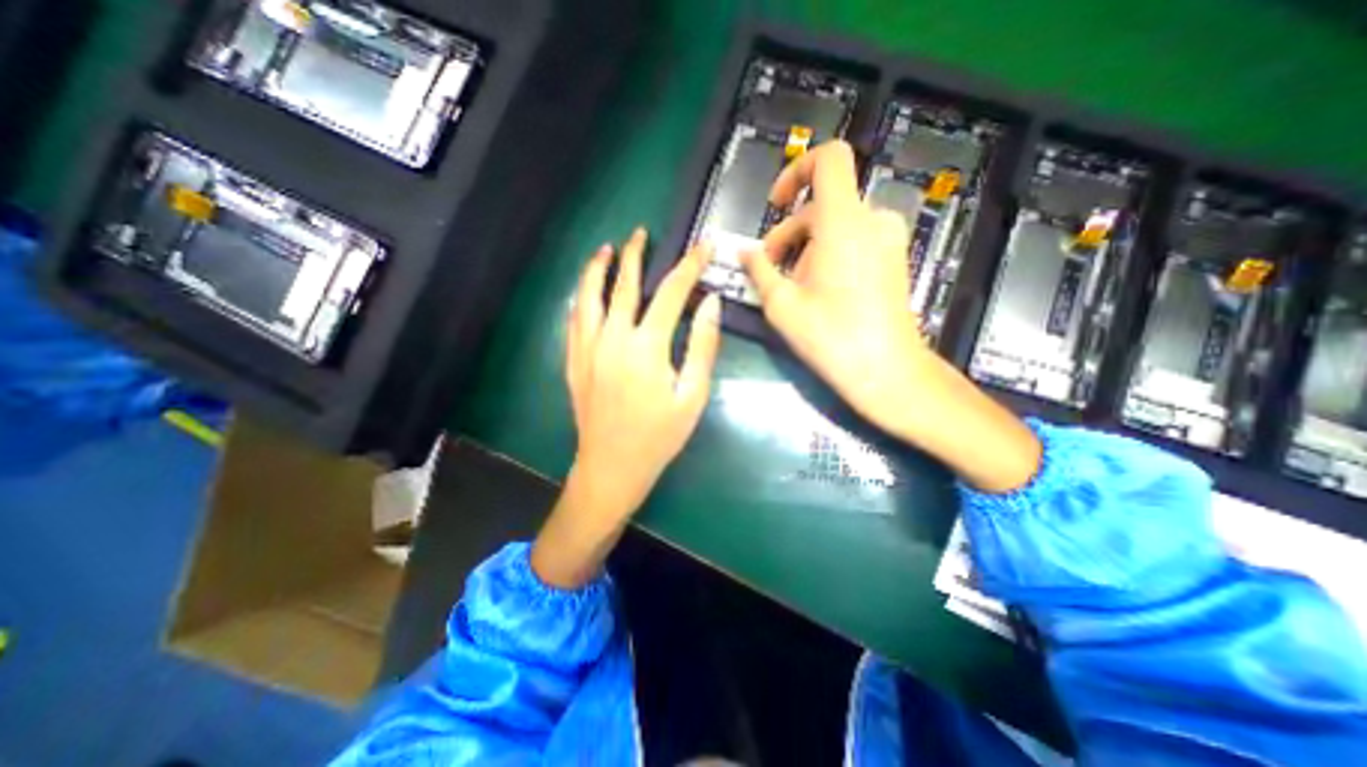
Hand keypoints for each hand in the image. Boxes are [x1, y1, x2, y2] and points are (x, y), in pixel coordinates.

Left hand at [535, 229, 723, 586]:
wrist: (612, 467)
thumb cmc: (659, 436)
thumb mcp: (692, 395)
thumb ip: (702, 346)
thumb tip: (711, 304)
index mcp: (646, 347)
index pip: (671, 293)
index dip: (689, 266)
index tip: (702, 246)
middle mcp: (612, 338)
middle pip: (623, 285)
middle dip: (636, 255)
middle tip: (642, 233)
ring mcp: (587, 348)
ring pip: (589, 296)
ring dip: (598, 269)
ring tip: (607, 249)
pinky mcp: (573, 361)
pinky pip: (574, 319)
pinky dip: (581, 298)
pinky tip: (586, 291)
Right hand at [739, 137, 929, 436]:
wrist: (887, 371)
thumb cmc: (831, 337)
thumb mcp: (781, 305)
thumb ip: (759, 269)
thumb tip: (743, 251)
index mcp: (844, 222)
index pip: (829, 159)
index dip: (797, 170)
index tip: (776, 205)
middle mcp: (872, 220)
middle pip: (822, 205)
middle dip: (789, 233)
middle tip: (769, 270)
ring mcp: (888, 239)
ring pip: (836, 226)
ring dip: (807, 248)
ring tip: (793, 287)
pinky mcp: (894, 258)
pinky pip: (855, 241)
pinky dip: (830, 255)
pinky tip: (819, 290)